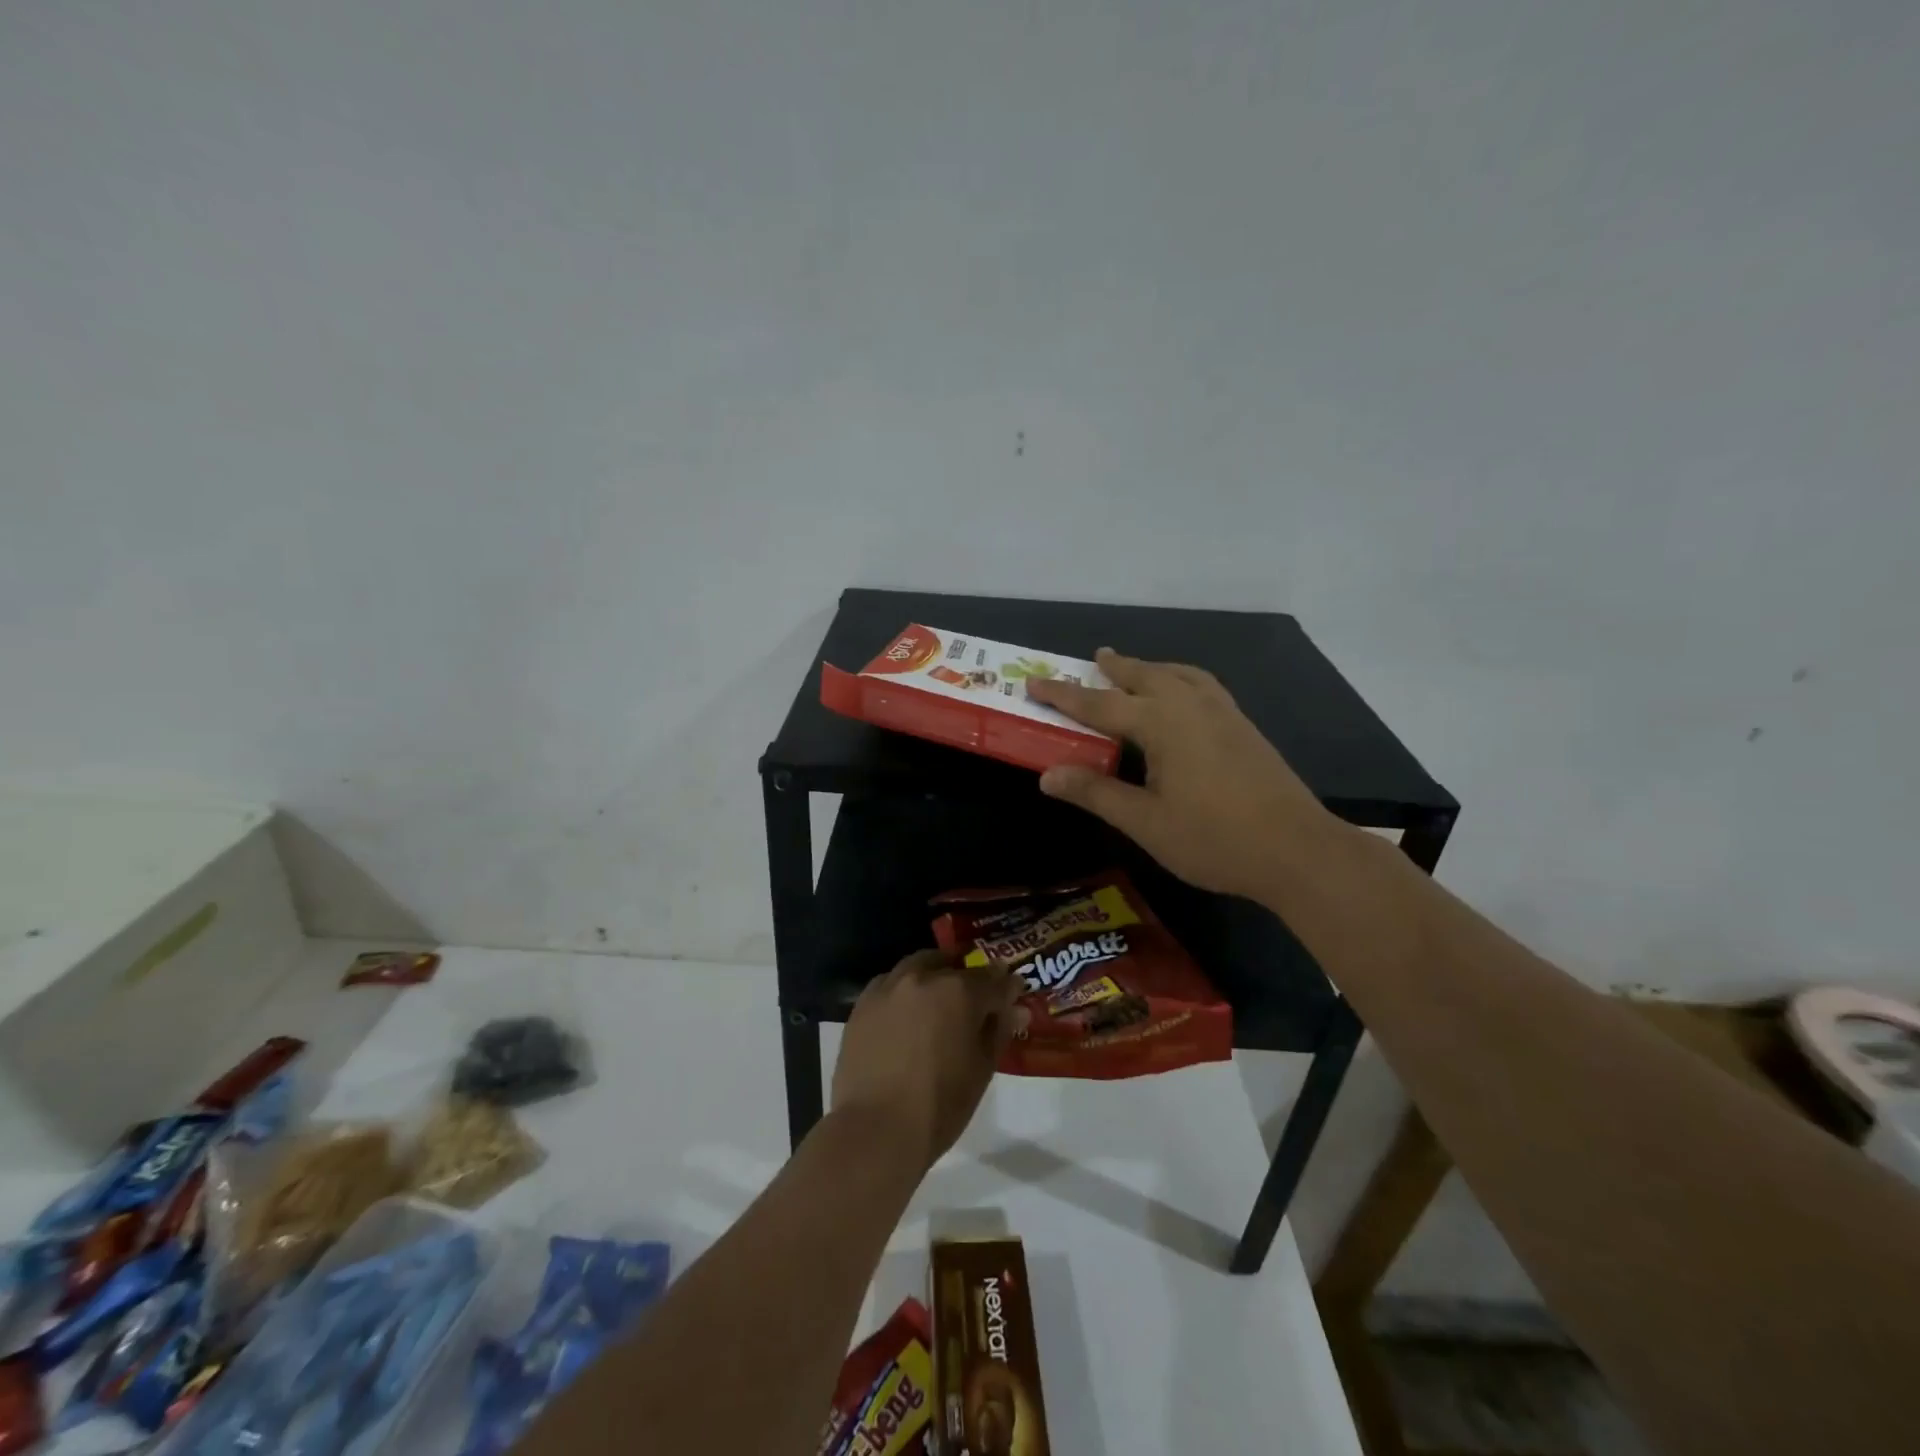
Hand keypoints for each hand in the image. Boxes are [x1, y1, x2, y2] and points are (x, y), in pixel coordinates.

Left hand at [831, 950, 1019, 1171]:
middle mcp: (923, 977)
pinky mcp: (863, 1003)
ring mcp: (889, 987)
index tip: (1014, 992)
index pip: (993, 980)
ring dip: (935, 975)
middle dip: (969, 976)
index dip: (1008, 986)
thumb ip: (999, 1031)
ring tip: (941, 999)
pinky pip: (890, 983)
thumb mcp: (981, 1070)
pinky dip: (905, 989)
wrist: (875, 1129)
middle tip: (977, 996)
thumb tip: (1016, 1008)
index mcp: (959, 992)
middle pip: (953, 965)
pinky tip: (908, 1012)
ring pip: (918, 966)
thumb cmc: (939, 1105)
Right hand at [1026, 649, 1339, 901]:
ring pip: (1179, 675)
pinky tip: (1183, 697)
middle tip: (1094, 659)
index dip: (1064, 695)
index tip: (1035, 683)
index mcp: (1162, 723)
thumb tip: (1047, 775)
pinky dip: (1180, 679)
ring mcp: (1224, 713)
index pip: (1100, 704)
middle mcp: (1191, 705)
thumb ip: (1095, 793)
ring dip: (1151, 668)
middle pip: (1144, 676)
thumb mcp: (1144, 822)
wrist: (1296, 850)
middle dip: (1115, 668)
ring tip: (1135, 669)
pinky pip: (1202, 686)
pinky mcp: (1244, 727)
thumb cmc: (1213, 838)